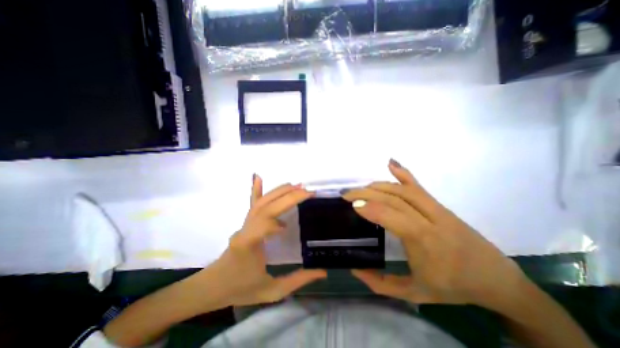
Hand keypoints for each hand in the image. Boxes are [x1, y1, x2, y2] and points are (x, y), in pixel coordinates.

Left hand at [205, 177, 329, 307]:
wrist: (213, 286)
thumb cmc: (240, 288)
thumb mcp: (271, 291)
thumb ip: (297, 281)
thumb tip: (322, 272)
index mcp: (247, 245)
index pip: (261, 225)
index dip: (274, 223)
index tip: (287, 228)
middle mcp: (245, 228)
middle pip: (266, 207)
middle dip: (288, 197)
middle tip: (307, 192)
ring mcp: (245, 222)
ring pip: (262, 202)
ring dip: (280, 191)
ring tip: (297, 186)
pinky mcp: (246, 220)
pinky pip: (252, 202)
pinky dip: (256, 188)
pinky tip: (258, 176)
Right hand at [344, 158, 527, 309]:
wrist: (496, 280)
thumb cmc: (454, 288)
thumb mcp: (414, 293)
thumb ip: (381, 284)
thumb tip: (355, 269)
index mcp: (424, 241)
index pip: (392, 216)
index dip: (370, 208)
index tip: (352, 205)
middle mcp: (430, 219)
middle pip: (394, 198)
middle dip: (367, 193)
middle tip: (347, 193)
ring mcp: (437, 209)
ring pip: (403, 189)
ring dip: (379, 185)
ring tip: (361, 188)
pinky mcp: (440, 205)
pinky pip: (419, 186)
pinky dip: (404, 173)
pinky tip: (391, 163)